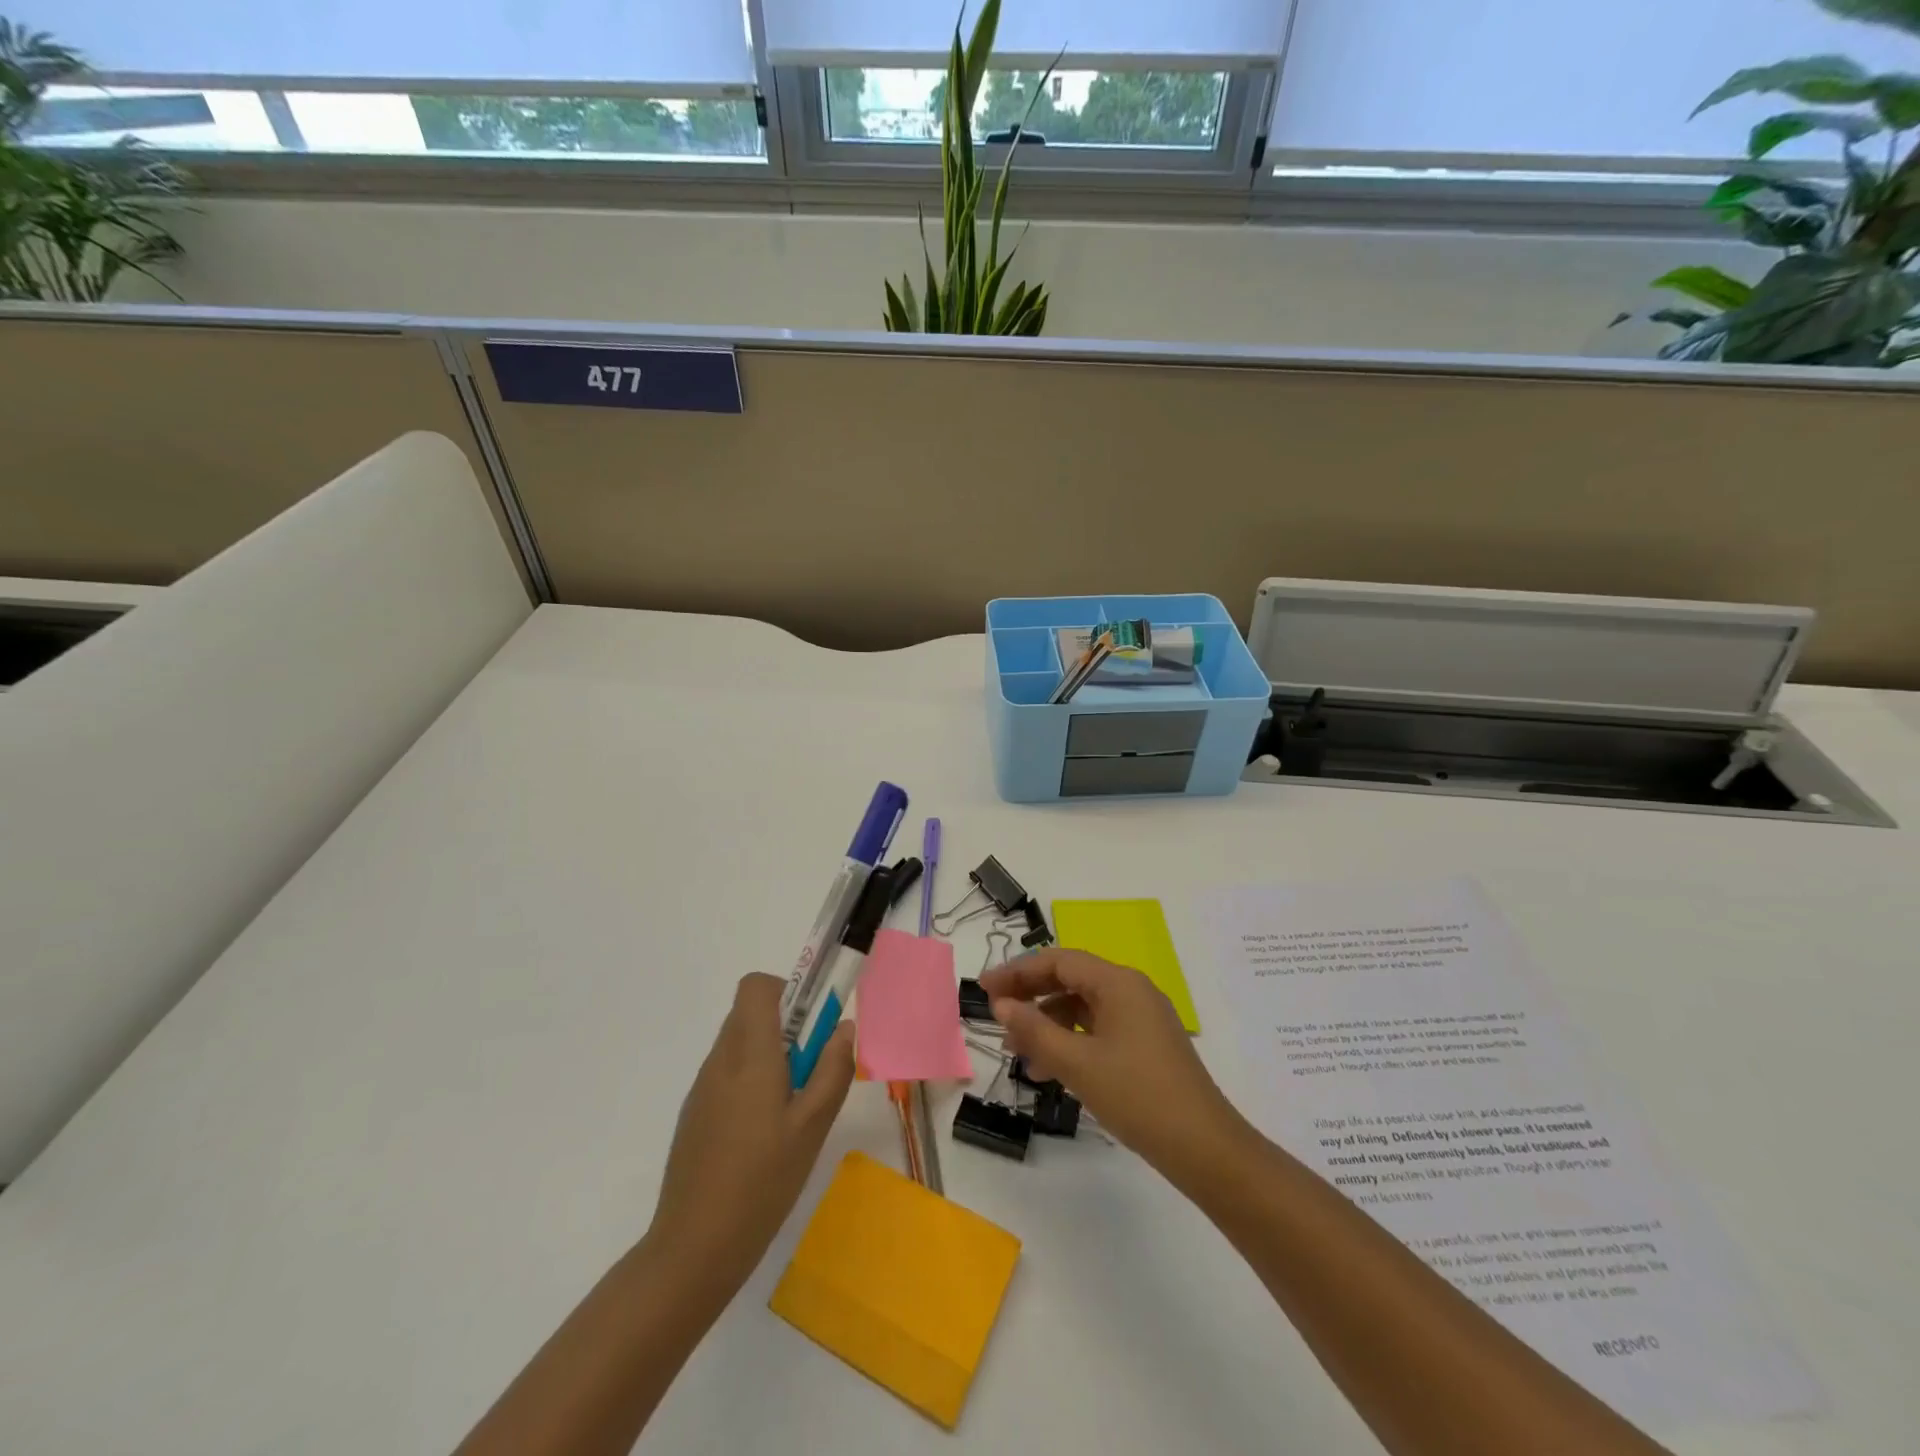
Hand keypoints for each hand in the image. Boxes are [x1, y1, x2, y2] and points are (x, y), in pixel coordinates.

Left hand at [649, 973, 854, 1289]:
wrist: (693, 1248)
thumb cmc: (761, 1182)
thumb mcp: (812, 1127)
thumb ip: (832, 1070)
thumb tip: (843, 1027)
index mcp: (749, 1054)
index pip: (756, 986)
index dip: (788, 991)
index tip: (812, 1024)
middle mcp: (721, 1060)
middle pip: (750, 1012)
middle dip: (786, 1025)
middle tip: (812, 1067)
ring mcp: (703, 1087)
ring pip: (740, 1043)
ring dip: (770, 1053)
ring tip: (793, 1106)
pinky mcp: (695, 1113)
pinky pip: (728, 1073)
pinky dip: (752, 1080)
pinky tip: (764, 1133)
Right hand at [979, 948, 1248, 1190]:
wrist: (1205, 1148)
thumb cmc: (1137, 1096)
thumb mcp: (1077, 1063)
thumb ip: (1034, 1030)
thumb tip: (1002, 1004)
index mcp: (1118, 982)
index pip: (1059, 960)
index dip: (1018, 972)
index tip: (985, 989)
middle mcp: (1131, 990)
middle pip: (1071, 979)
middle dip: (1031, 996)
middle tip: (995, 1014)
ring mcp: (1142, 1018)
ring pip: (1083, 1007)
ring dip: (1048, 1023)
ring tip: (1016, 1052)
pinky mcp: (1146, 1044)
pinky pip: (1098, 1029)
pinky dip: (1070, 1042)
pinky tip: (1049, 1071)